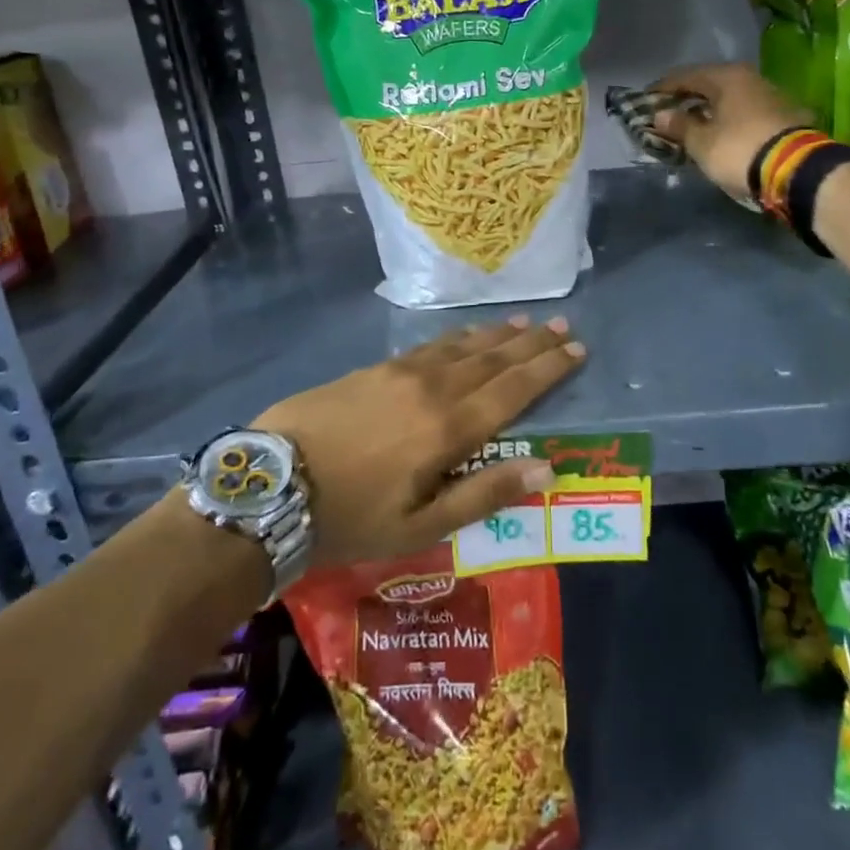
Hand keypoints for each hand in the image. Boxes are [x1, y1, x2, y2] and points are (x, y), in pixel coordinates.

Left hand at [252, 317, 585, 563]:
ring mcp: (402, 372)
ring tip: (524, 322)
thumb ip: (484, 494)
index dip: (548, 368)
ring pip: (463, 345)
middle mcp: (434, 388)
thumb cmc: (351, 516)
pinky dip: (459, 337)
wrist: (272, 483)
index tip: (577, 349)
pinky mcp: (376, 368)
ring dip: (498, 334)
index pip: (513, 389)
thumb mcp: (422, 526)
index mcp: (450, 428)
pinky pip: (431, 345)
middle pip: (494, 358)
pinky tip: (466, 335)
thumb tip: (546, 469)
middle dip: (532, 342)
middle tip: (562, 324)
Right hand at [650, 62, 810, 200]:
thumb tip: (660, 114)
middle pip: (710, 84)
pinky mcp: (786, 116)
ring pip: (731, 98)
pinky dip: (730, 120)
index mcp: (727, 77)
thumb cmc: (739, 150)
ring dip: (710, 110)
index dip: (663, 89)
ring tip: (694, 126)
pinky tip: (722, 134)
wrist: (797, 170)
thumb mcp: (701, 143)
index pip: (685, 76)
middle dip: (688, 99)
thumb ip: (679, 126)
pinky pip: (747, 112)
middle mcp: (750, 78)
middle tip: (668, 113)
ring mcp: (772, 95)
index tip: (645, 101)